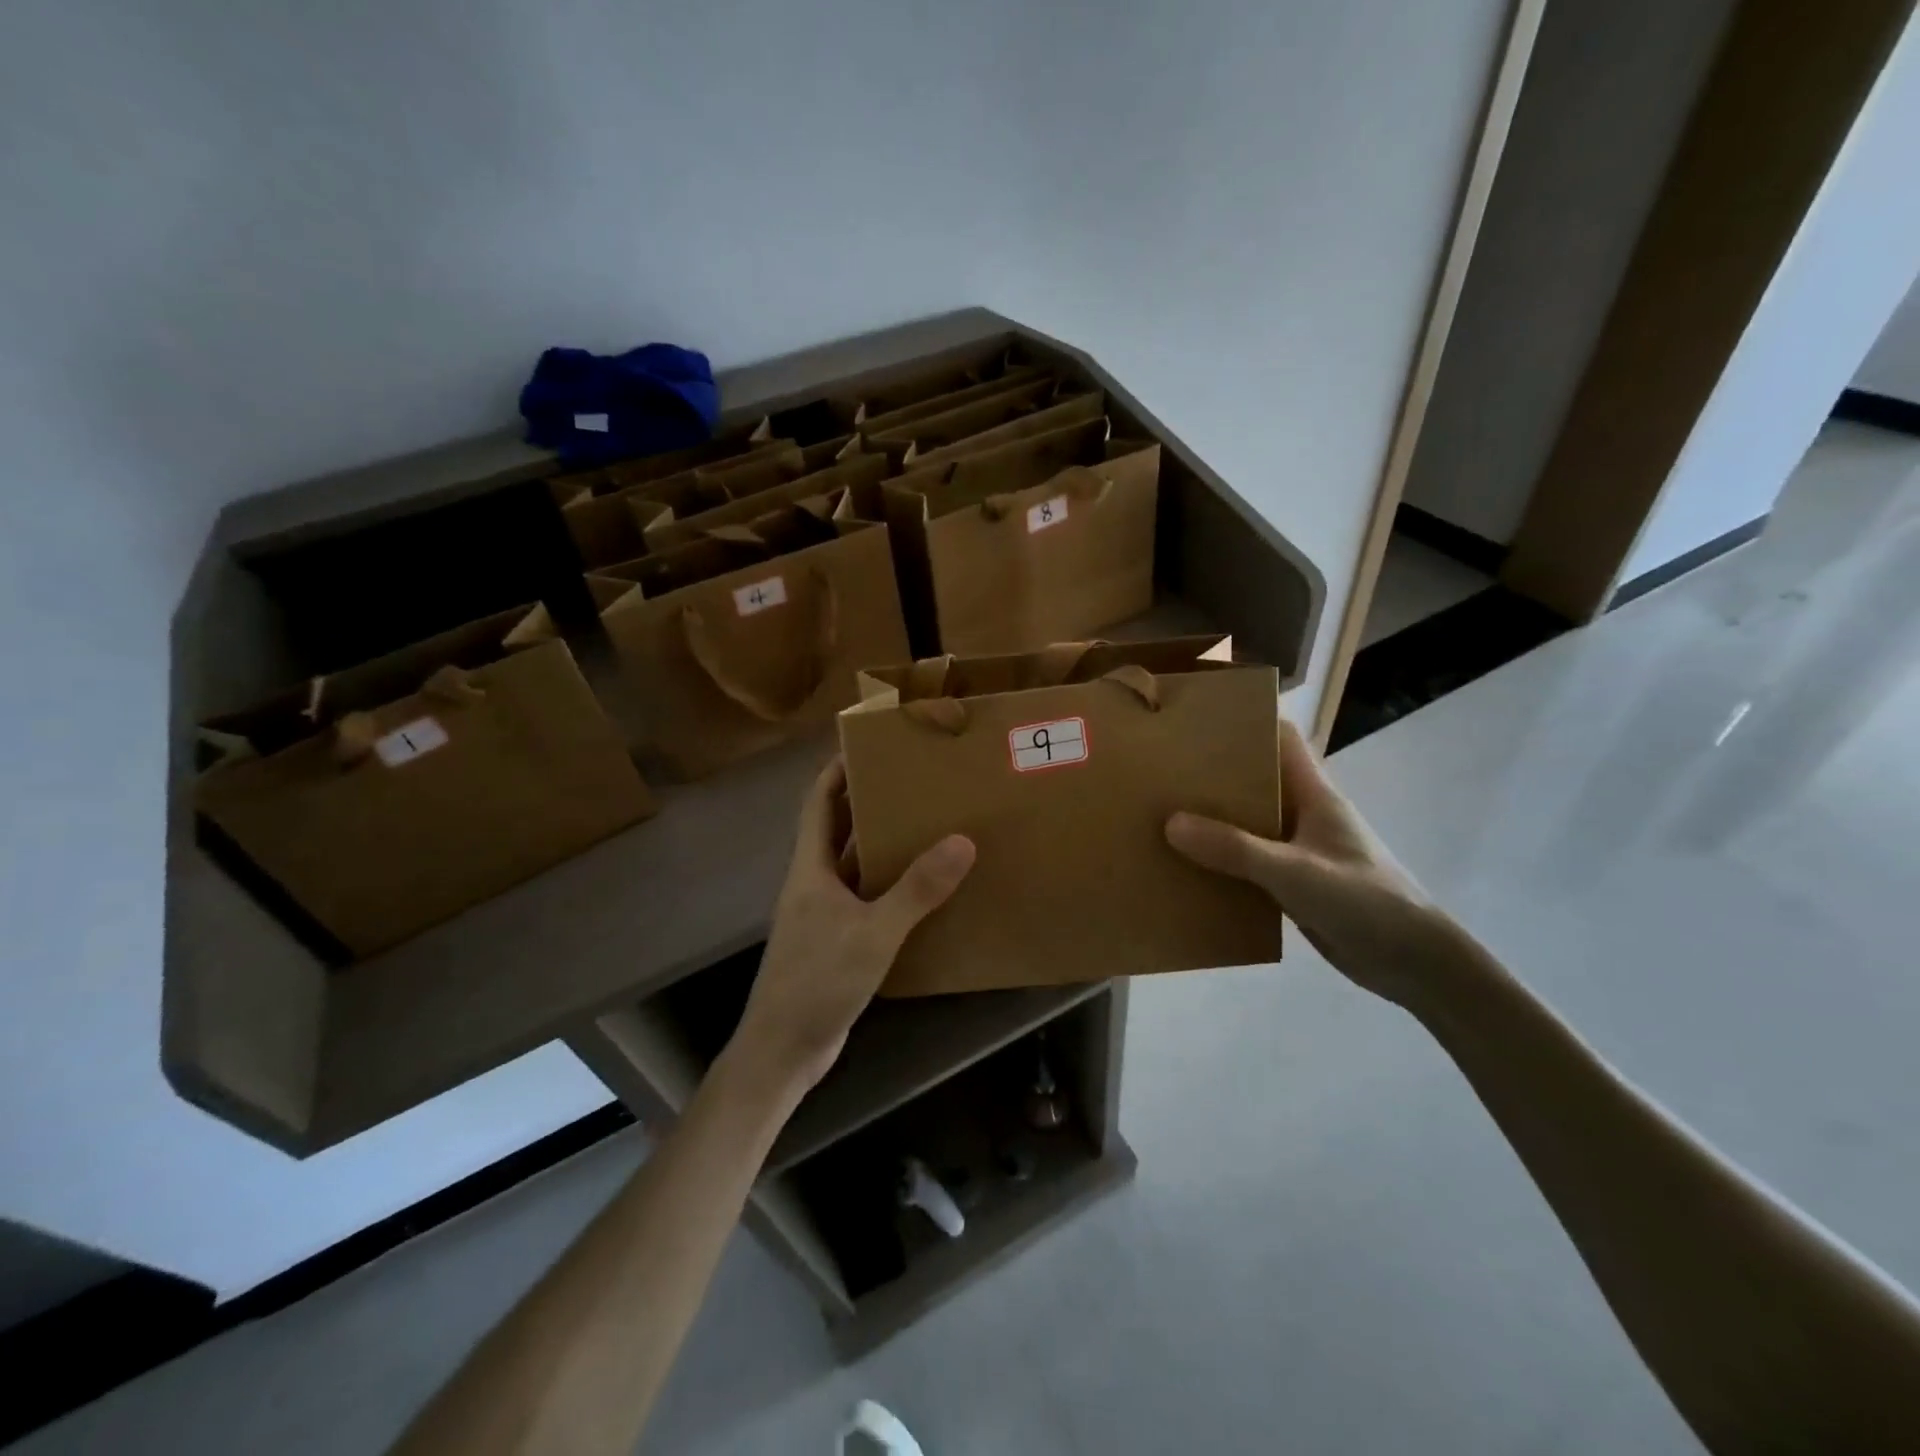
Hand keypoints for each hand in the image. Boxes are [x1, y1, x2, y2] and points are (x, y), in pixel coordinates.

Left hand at [727, 759, 975, 1097]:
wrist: (783, 1051)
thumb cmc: (817, 981)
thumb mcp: (874, 932)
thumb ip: (917, 889)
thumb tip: (962, 840)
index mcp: (810, 868)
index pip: (818, 802)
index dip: (838, 770)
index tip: (871, 745)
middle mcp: (814, 883)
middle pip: (838, 828)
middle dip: (869, 801)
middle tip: (914, 781)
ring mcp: (824, 914)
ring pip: (854, 865)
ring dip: (882, 845)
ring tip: (927, 824)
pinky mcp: (837, 941)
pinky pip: (866, 899)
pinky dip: (890, 886)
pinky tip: (924, 888)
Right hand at [1165, 719, 1449, 1006]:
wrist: (1415, 964)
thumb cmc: (1364, 901)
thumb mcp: (1294, 872)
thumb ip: (1234, 849)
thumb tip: (1170, 823)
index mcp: (1315, 795)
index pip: (1283, 739)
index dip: (1247, 723)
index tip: (1199, 721)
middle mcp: (1305, 816)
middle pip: (1257, 781)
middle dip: (1215, 776)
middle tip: (1165, 773)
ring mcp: (1300, 851)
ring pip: (1250, 825)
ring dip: (1214, 823)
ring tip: (1163, 817)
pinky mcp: (1295, 885)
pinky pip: (1250, 864)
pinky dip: (1223, 863)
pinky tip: (1188, 870)